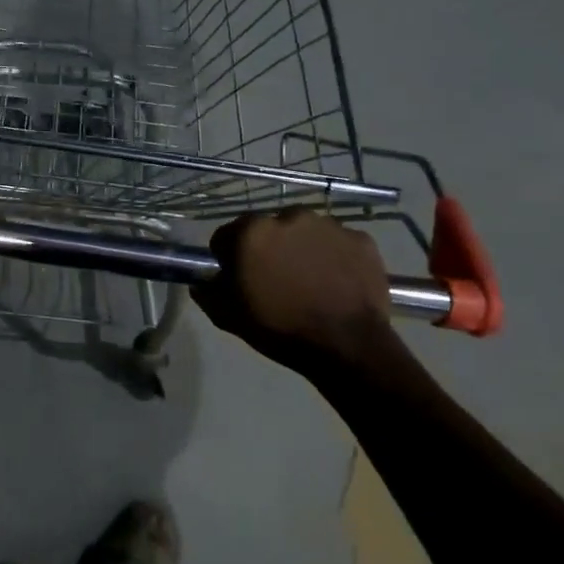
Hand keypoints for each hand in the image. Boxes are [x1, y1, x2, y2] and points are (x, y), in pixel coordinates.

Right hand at [193, 209, 396, 365]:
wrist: (348, 346)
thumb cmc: (280, 330)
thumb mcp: (229, 317)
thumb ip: (208, 292)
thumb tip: (203, 281)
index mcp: (251, 233)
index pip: (226, 236)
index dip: (229, 258)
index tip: (239, 279)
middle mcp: (289, 216)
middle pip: (267, 228)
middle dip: (267, 248)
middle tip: (275, 280)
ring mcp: (329, 225)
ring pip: (303, 232)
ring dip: (300, 248)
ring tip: (308, 280)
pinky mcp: (360, 238)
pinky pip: (337, 242)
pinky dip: (333, 256)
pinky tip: (335, 281)